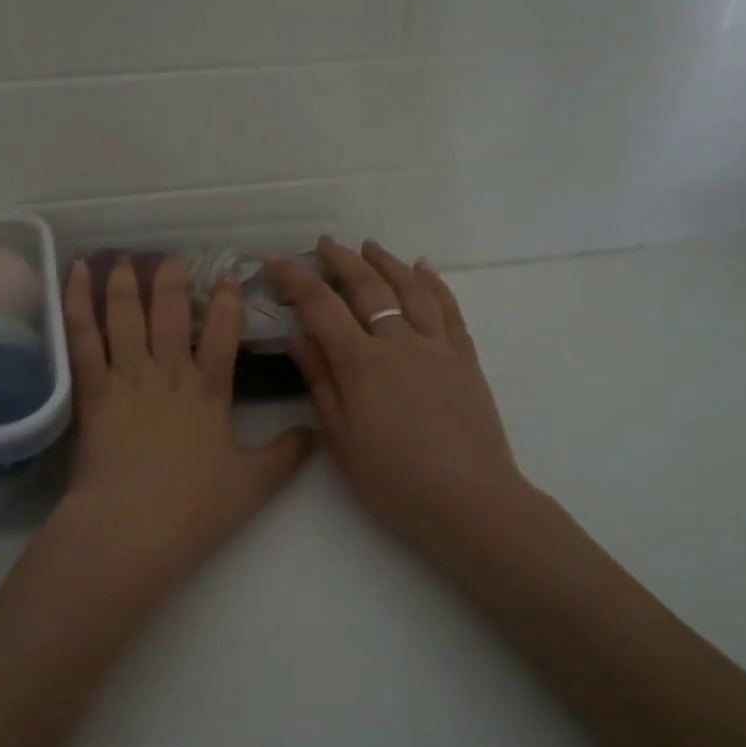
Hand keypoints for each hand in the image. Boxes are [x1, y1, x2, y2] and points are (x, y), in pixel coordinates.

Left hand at [54, 254, 313, 586]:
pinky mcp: (92, 390)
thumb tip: (317, 431)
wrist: (132, 529)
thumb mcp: (253, 485)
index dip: (227, 302)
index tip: (227, 276)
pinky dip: (79, 302)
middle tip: (172, 257)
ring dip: (127, 283)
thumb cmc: (194, 509)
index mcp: (209, 392)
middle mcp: (169, 373)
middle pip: (172, 314)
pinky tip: (77, 274)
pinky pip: (84, 338)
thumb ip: (287, 454)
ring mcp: (128, 378)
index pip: (223, 334)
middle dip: (173, 281)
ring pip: (127, 316)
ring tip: (126, 257)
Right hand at [266, 239, 537, 556]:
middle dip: (342, 260)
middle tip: (324, 245)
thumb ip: (320, 380)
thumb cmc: (393, 479)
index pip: (321, 306)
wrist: (469, 501)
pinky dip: (435, 284)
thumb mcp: (340, 436)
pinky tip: (425, 269)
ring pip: (411, 289)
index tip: (275, 260)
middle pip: (368, 287)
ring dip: (387, 263)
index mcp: (361, 363)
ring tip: (370, 246)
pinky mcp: (465, 359)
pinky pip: (449, 310)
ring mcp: (437, 347)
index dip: (296, 279)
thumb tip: (298, 335)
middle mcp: (399, 342)